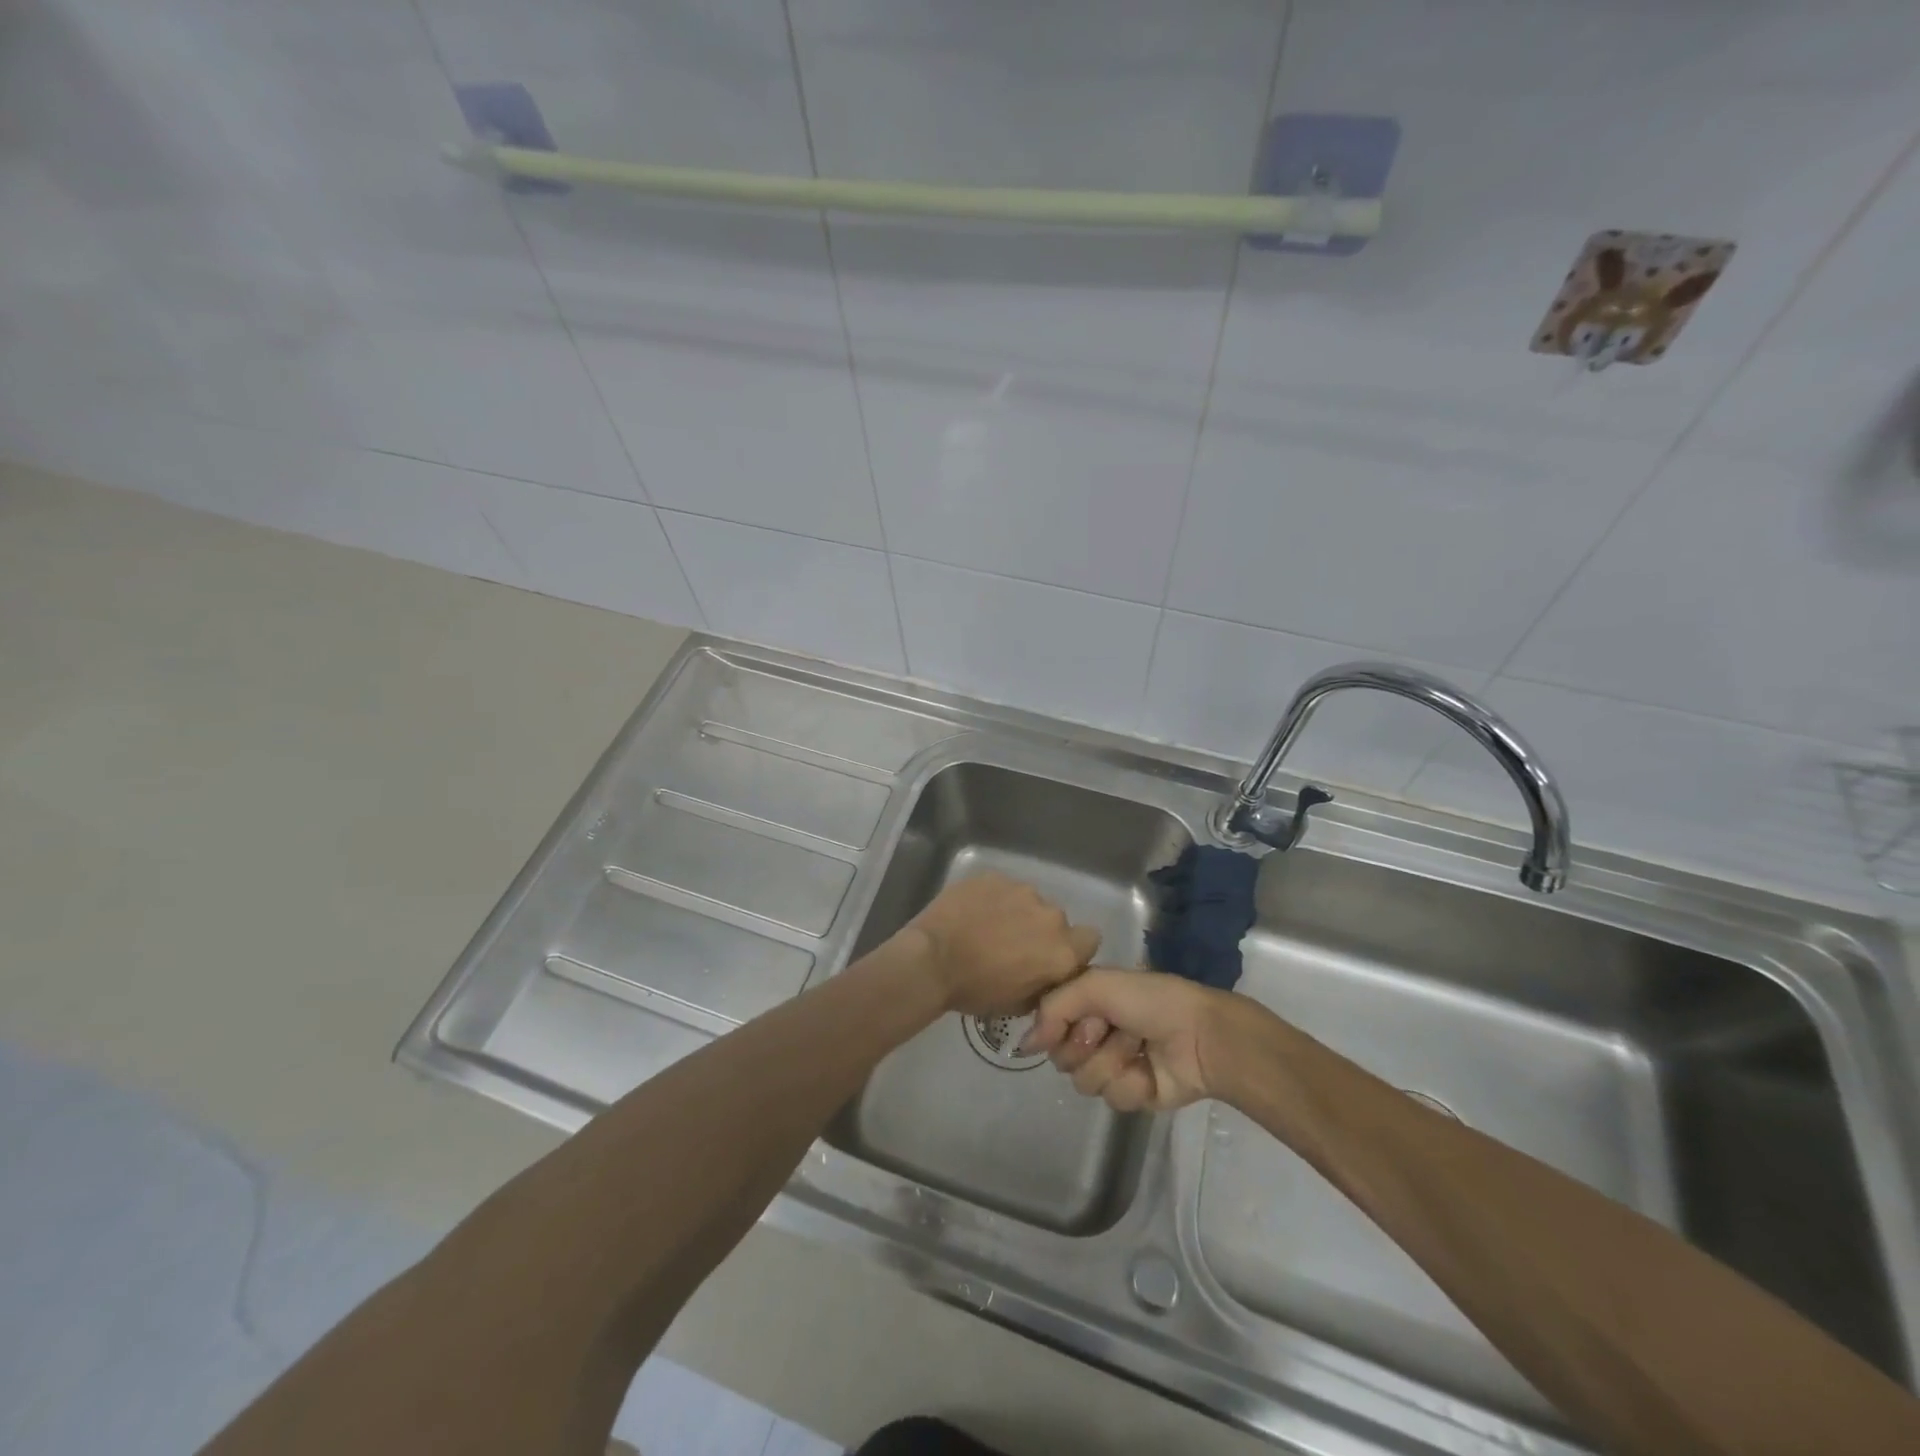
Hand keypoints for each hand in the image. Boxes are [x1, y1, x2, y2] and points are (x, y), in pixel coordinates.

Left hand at [896, 871, 1101, 1015]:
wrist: (931, 960)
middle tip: (1012, 945)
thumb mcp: (1018, 1005)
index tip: (1049, 957)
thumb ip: (1044, 985)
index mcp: (1062, 950)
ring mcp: (1021, 890)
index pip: (1089, 940)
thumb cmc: (975, 990)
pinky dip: (993, 899)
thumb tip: (1047, 976)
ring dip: (1017, 913)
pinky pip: (1002, 888)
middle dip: (1040, 931)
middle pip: (1056, 920)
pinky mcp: (994, 876)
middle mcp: (1050, 915)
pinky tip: (972, 913)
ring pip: (1029, 901)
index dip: (1072, 949)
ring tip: (988, 927)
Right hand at [1024, 969, 1243, 1112]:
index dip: (1056, 1025)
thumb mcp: (1096, 985)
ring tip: (1136, 1047)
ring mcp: (1113, 1065)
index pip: (1048, 1023)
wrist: (1200, 1036)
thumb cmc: (1150, 1000)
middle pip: (1061, 1056)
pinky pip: (1111, 1098)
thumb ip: (1052, 1008)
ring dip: (1111, 1062)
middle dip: (1084, 1044)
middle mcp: (1095, 1033)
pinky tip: (1148, 1070)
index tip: (1074, 1019)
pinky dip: (1130, 1083)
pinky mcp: (1132, 1094)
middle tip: (1109, 1030)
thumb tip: (1023, 1046)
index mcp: (1087, 1002)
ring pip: (1083, 1081)